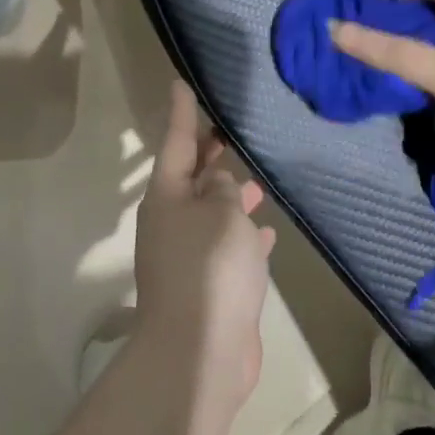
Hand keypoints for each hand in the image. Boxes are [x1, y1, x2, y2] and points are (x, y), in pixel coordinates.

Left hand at [133, 81, 276, 409]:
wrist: (201, 351)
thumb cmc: (211, 269)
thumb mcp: (223, 214)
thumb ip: (225, 190)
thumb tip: (220, 183)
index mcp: (167, 198)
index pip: (176, 143)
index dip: (182, 113)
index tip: (181, 83)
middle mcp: (172, 223)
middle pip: (192, 179)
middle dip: (210, 155)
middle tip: (230, 128)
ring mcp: (189, 256)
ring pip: (212, 213)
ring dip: (232, 197)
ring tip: (258, 179)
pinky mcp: (209, 285)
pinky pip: (227, 247)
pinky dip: (245, 236)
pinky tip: (268, 232)